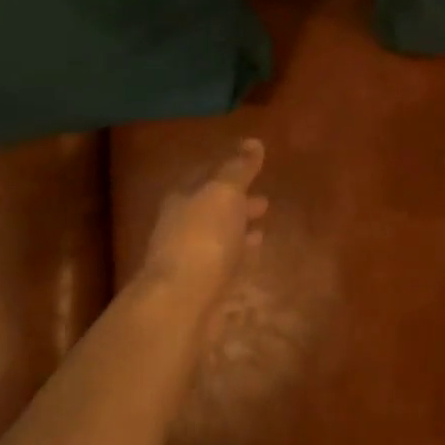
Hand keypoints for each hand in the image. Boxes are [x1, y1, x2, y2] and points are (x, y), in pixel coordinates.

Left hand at [140, 139, 267, 300]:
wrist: (181, 303)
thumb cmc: (202, 237)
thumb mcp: (224, 192)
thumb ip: (239, 168)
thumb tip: (253, 141)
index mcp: (181, 199)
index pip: (204, 177)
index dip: (227, 172)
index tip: (251, 168)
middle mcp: (180, 227)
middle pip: (212, 209)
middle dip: (236, 203)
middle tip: (264, 200)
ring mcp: (190, 259)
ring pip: (219, 237)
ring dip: (239, 230)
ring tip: (263, 226)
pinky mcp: (202, 288)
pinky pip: (226, 263)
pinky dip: (241, 254)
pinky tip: (256, 251)